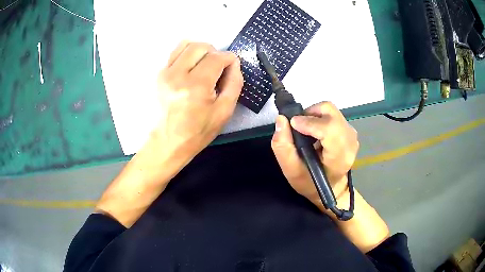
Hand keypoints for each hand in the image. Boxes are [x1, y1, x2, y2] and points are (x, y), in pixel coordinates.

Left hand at [153, 41, 242, 160]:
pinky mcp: (159, 75)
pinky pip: (175, 53)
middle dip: (215, 52)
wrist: (168, 142)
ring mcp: (165, 73)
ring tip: (204, 64)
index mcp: (196, 86)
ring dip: (200, 50)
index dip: (229, 59)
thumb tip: (235, 63)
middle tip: (218, 66)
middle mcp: (178, 75)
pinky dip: (187, 54)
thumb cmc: (198, 131)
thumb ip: (234, 83)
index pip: (217, 58)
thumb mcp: (224, 111)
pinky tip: (191, 67)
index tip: (232, 66)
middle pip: (201, 47)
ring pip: (186, 44)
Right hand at [271, 102, 358, 205]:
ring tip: (306, 131)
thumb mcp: (292, 172)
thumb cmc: (312, 184)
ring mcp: (351, 133)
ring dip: (314, 116)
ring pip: (330, 111)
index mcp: (340, 155)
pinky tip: (315, 132)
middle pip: (329, 111)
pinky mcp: (349, 130)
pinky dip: (320, 118)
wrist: (332, 189)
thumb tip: (281, 119)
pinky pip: (333, 114)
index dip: (309, 122)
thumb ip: (283, 147)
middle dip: (309, 114)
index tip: (292, 124)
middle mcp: (350, 140)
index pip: (329, 128)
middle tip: (298, 127)